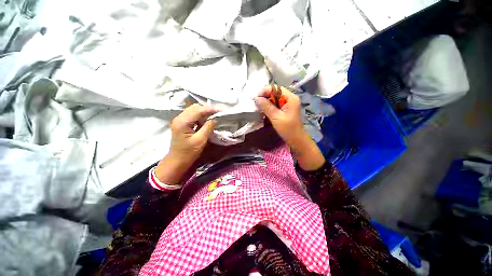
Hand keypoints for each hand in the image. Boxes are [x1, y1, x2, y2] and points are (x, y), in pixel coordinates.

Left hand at [155, 104, 217, 184]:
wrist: (177, 161)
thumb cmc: (188, 153)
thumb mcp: (200, 141)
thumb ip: (208, 128)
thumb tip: (214, 119)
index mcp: (182, 122)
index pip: (198, 110)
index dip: (210, 109)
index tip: (221, 110)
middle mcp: (179, 118)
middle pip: (195, 107)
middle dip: (207, 109)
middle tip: (218, 113)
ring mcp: (179, 120)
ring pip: (194, 110)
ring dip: (204, 112)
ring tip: (214, 116)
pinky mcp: (182, 123)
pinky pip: (193, 115)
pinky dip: (201, 116)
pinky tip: (206, 120)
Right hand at [254, 86, 324, 170]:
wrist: (297, 140)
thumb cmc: (288, 130)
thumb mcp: (276, 117)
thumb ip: (266, 107)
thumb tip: (256, 98)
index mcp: (290, 98)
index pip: (276, 88)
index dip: (265, 91)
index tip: (255, 98)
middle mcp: (290, 98)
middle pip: (275, 93)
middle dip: (264, 97)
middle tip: (255, 103)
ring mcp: (287, 104)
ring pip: (274, 99)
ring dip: (266, 102)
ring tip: (258, 107)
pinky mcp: (285, 110)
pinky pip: (275, 105)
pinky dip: (268, 107)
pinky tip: (263, 111)